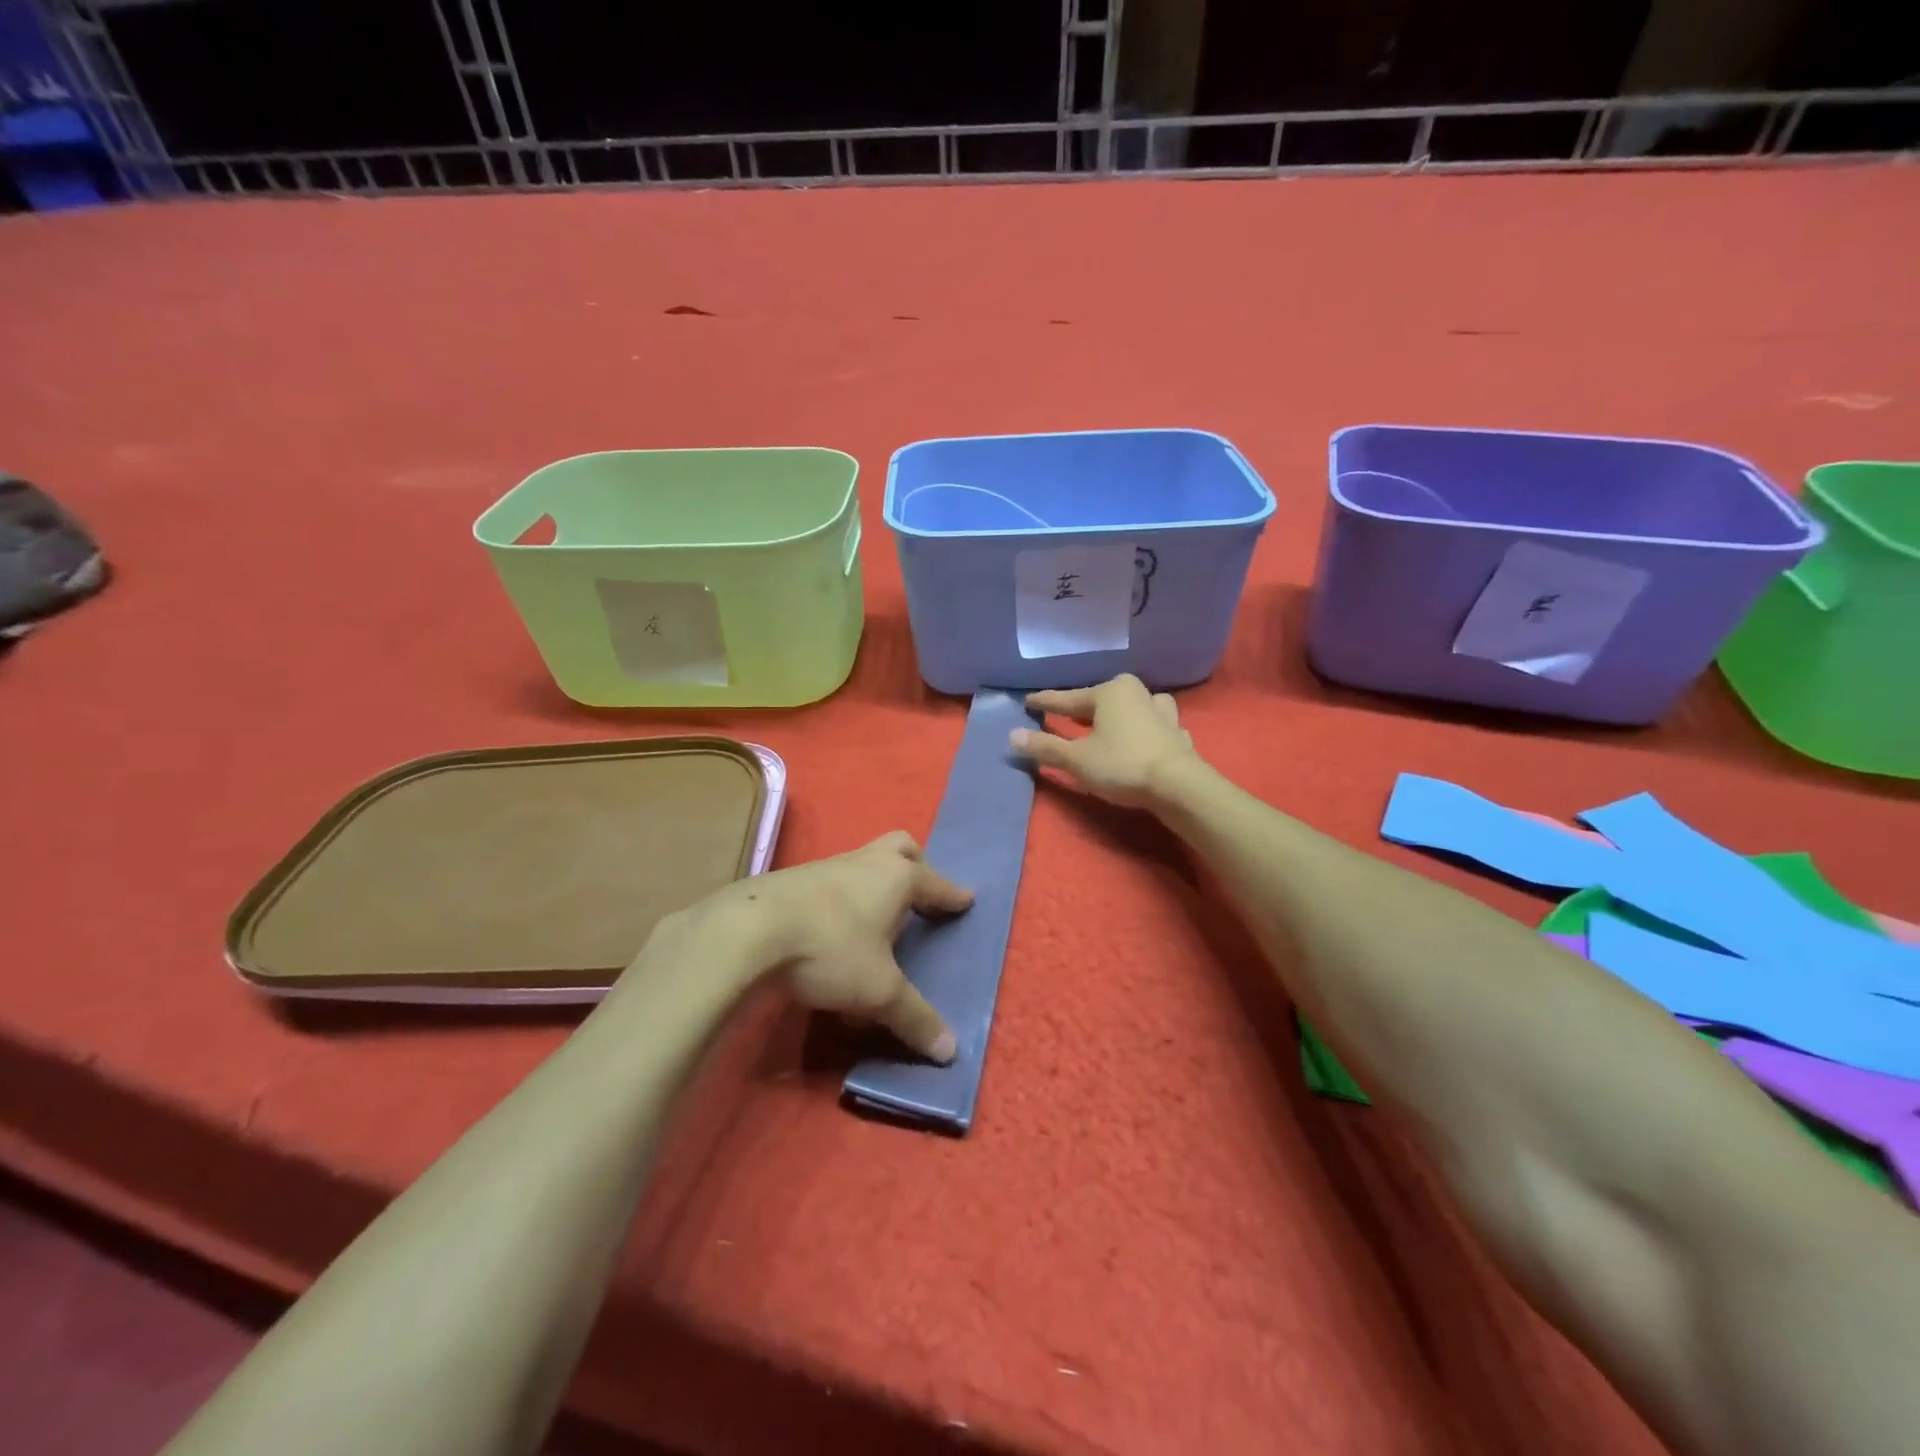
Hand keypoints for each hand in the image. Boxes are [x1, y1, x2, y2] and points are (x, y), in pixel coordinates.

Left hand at [730, 832, 972, 1062]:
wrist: (748, 930)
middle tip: (922, 893)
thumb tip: (950, 1052)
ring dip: (875, 886)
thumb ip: (914, 1017)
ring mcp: (826, 867)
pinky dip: (843, 901)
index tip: (966, 901)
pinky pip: (831, 884)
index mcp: (896, 877)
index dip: (952, 895)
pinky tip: (833, 936)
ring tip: (877, 923)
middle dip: (916, 866)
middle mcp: (864, 862)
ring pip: (862, 864)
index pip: (935, 882)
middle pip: (900, 848)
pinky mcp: (792, 880)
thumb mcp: (878, 991)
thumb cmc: (830, 950)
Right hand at [1011, 673, 1198, 808]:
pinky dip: (1143, 730)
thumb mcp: (1076, 759)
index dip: (1046, 702)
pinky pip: (1154, 726)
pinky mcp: (1177, 734)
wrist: (1179, 786)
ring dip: (1119, 714)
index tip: (1028, 701)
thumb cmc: (1122, 765)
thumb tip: (1012, 736)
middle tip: (1067, 714)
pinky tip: (1143, 739)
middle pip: (1102, 700)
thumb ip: (1045, 747)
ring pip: (1133, 707)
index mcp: (1110, 692)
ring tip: (1109, 722)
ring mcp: (1162, 713)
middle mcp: (1137, 694)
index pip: (1068, 698)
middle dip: (1084, 707)